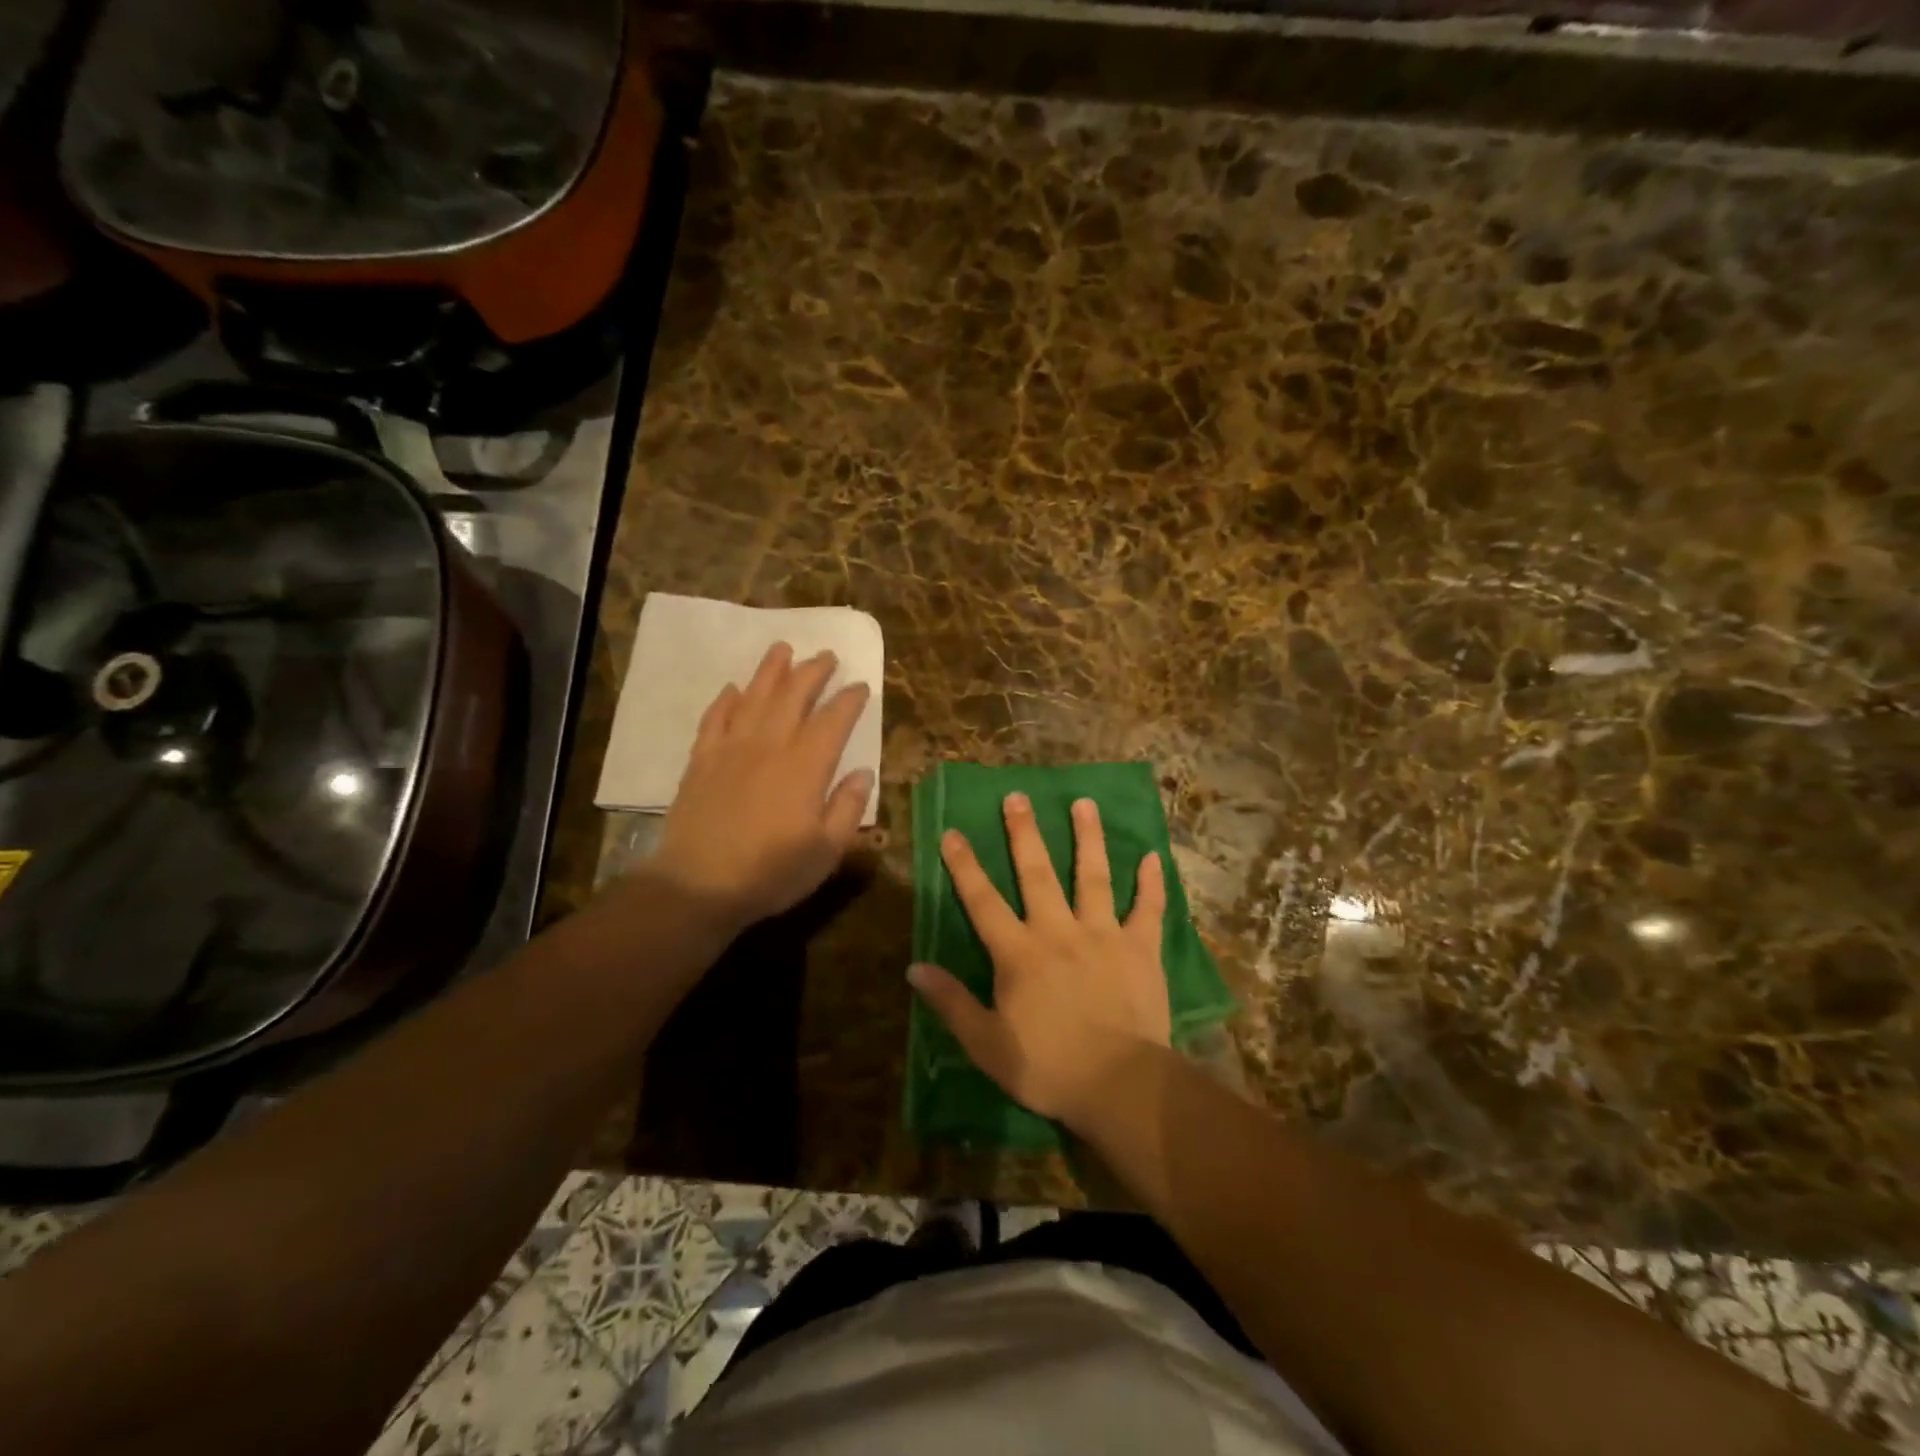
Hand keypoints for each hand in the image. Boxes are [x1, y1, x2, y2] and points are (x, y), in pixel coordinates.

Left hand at [653, 643, 873, 927]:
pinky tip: (733, 689)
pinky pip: (715, 718)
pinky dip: (726, 700)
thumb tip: (863, 773)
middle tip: (826, 655)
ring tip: (783, 649)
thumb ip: (848, 808)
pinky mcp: (701, 760)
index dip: (849, 700)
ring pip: (754, 697)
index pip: (833, 721)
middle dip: (812, 672)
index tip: (860, 685)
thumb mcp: (826, 851)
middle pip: (793, 696)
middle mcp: (769, 746)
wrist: (698, 885)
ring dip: (770, 671)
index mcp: (805, 767)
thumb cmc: (770, 872)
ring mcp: (731, 749)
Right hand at [908, 793, 1170, 1131]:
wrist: (1120, 1085)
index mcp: (1019, 953)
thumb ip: (951, 1002)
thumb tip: (914, 968)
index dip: (965, 866)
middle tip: (1018, 796)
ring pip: (1094, 876)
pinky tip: (1152, 856)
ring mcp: (1103, 935)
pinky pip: (1148, 909)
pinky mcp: (1141, 948)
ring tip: (1085, 803)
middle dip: (1024, 833)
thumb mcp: (986, 1044)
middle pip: (1037, 873)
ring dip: (1088, 838)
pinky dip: (1151, 884)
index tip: (953, 832)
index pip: (983, 901)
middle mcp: (1058, 930)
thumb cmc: (1048, 1067)